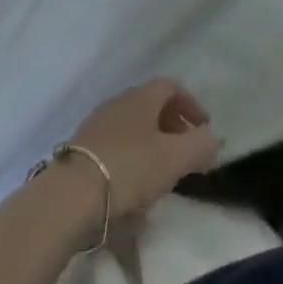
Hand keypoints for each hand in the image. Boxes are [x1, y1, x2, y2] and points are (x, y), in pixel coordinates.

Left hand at [66, 78, 223, 219]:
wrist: (69, 197)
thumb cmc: (129, 168)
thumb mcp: (175, 158)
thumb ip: (201, 145)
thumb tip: (213, 138)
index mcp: (142, 97)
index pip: (172, 86)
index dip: (192, 105)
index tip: (204, 130)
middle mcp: (118, 103)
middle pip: (152, 106)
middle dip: (173, 127)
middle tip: (186, 153)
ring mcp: (96, 125)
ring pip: (133, 128)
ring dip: (152, 145)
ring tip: (162, 175)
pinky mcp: (80, 151)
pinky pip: (115, 147)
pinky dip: (131, 159)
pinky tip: (133, 189)